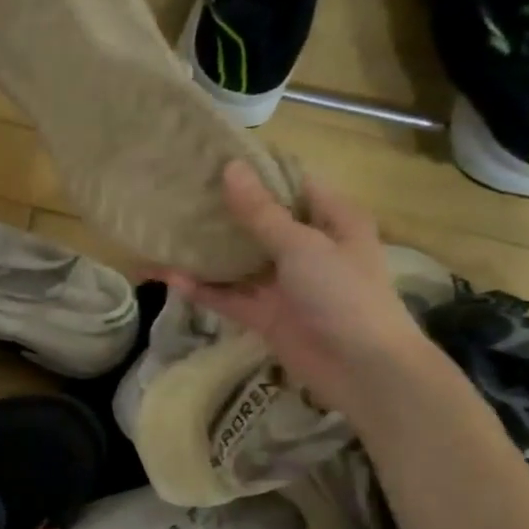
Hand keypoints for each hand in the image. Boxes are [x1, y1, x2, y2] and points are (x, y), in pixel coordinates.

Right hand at [159, 162, 432, 416]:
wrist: (361, 369)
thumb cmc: (343, 294)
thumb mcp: (302, 245)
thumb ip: (261, 212)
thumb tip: (230, 169)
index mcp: (331, 220)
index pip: (292, 184)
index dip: (257, 171)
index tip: (213, 159)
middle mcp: (308, 247)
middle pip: (260, 222)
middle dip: (224, 210)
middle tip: (180, 192)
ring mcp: (285, 283)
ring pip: (240, 261)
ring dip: (208, 251)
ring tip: (166, 231)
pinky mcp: (266, 314)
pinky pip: (230, 296)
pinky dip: (204, 289)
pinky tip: (171, 277)